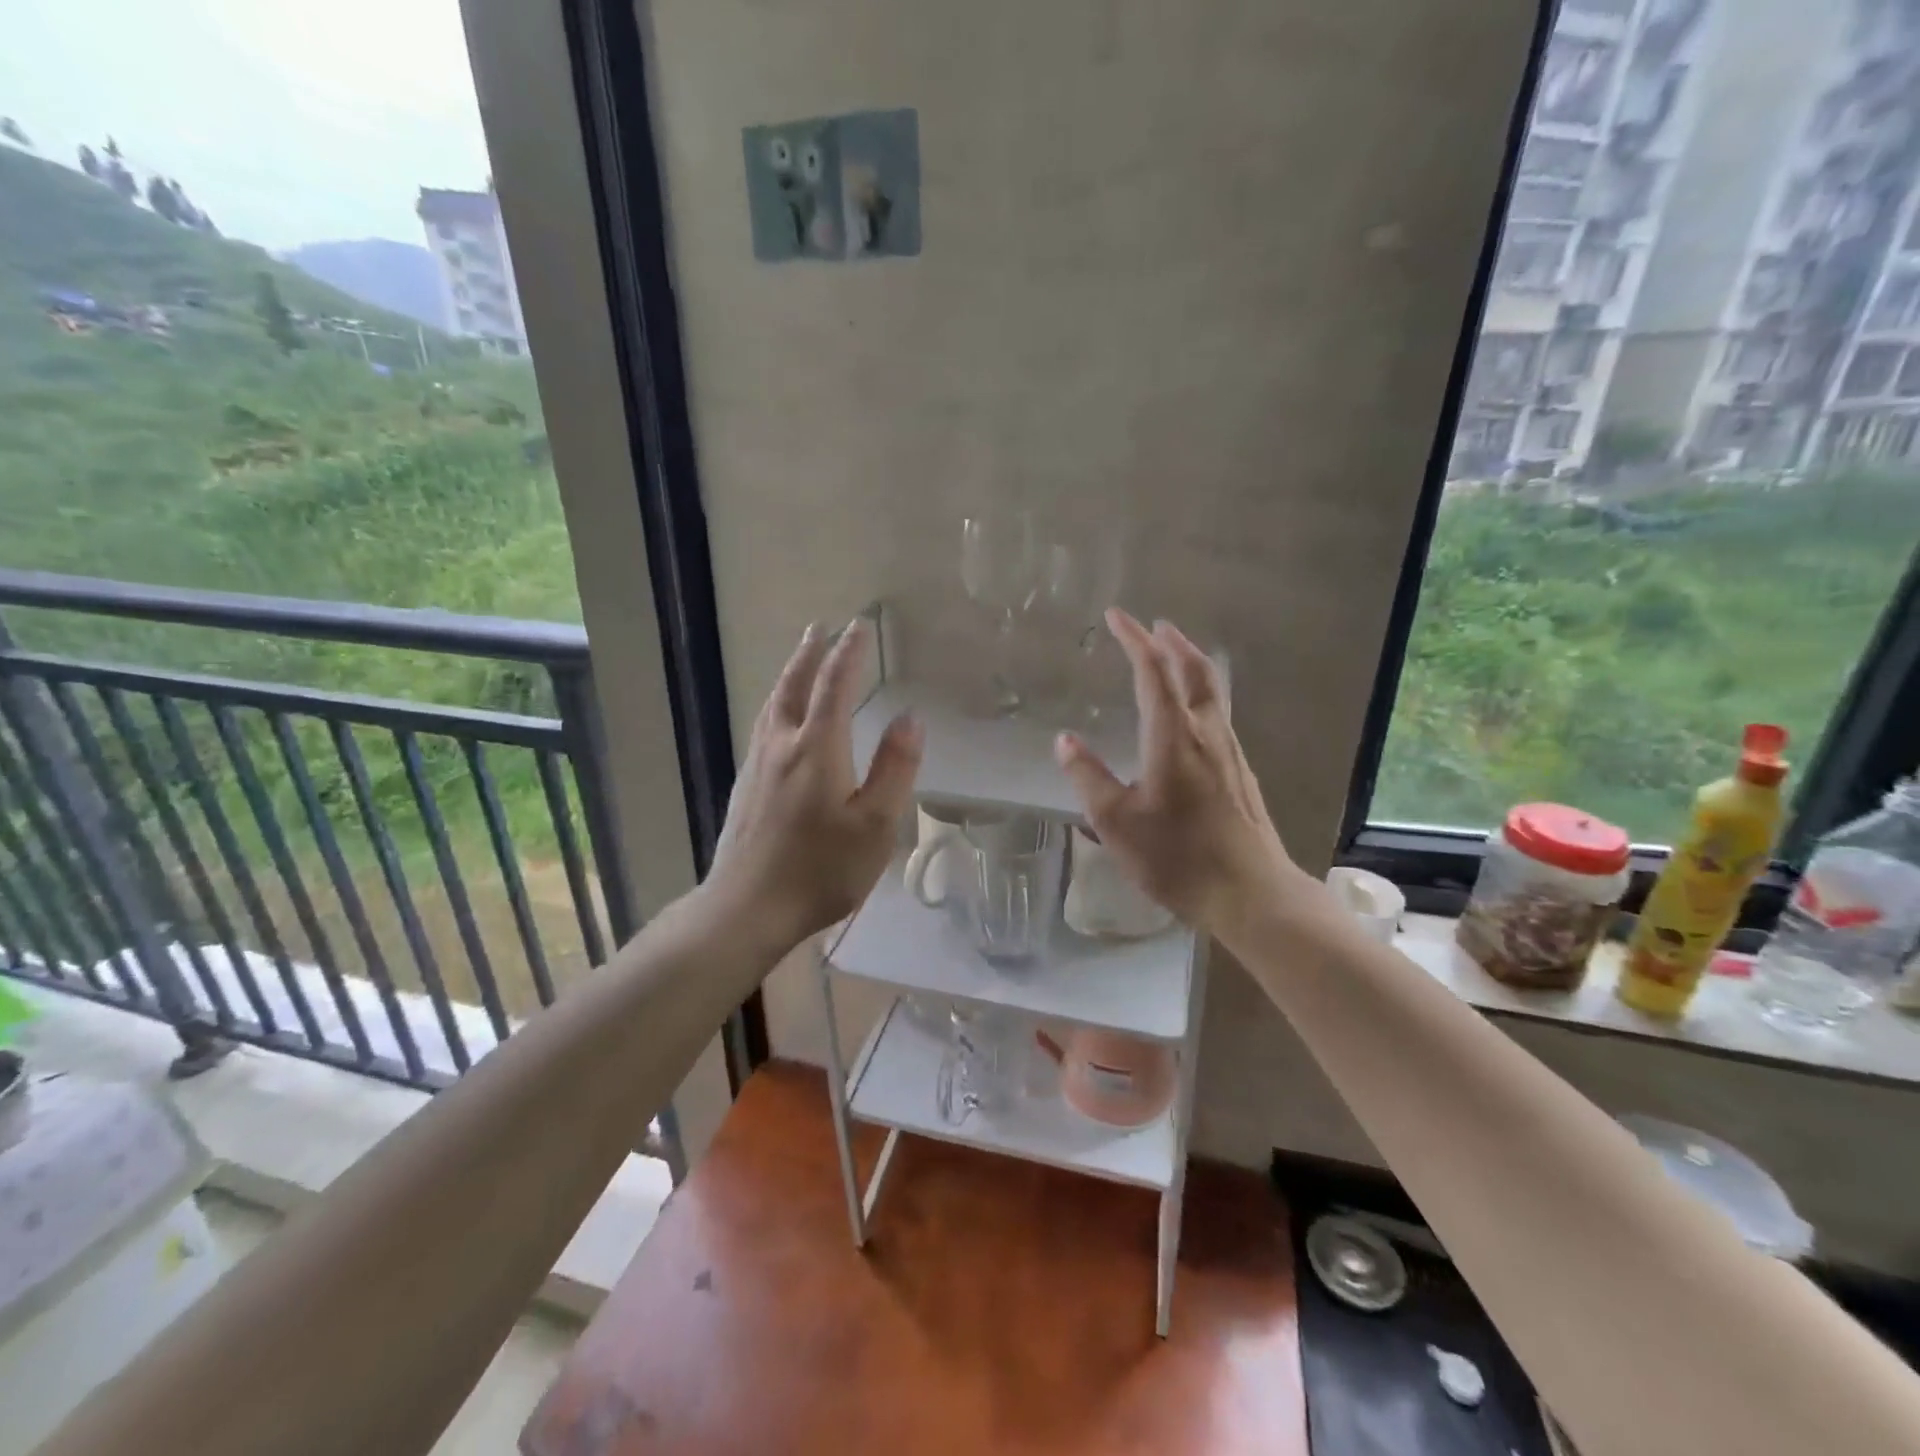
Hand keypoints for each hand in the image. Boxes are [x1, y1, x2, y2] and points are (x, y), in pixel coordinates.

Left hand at [706, 619, 922, 949]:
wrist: (746, 908)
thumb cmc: (821, 869)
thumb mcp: (875, 825)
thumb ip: (894, 768)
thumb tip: (910, 717)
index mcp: (817, 748)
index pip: (834, 685)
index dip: (849, 653)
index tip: (859, 626)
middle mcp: (781, 746)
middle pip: (793, 686)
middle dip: (810, 654)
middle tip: (819, 628)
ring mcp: (757, 766)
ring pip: (772, 706)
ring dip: (789, 676)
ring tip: (800, 662)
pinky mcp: (745, 788)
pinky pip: (763, 728)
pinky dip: (777, 705)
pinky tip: (779, 720)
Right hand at [1054, 610, 1301, 939]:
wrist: (1251, 893)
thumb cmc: (1177, 857)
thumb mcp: (1116, 822)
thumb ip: (1088, 777)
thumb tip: (1065, 740)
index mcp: (1172, 736)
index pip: (1153, 671)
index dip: (1133, 639)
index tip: (1116, 616)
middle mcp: (1206, 733)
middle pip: (1194, 670)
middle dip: (1172, 642)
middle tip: (1154, 625)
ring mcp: (1230, 752)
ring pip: (1213, 691)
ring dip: (1191, 663)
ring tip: (1174, 654)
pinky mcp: (1241, 772)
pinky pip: (1219, 713)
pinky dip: (1201, 693)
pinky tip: (1192, 713)